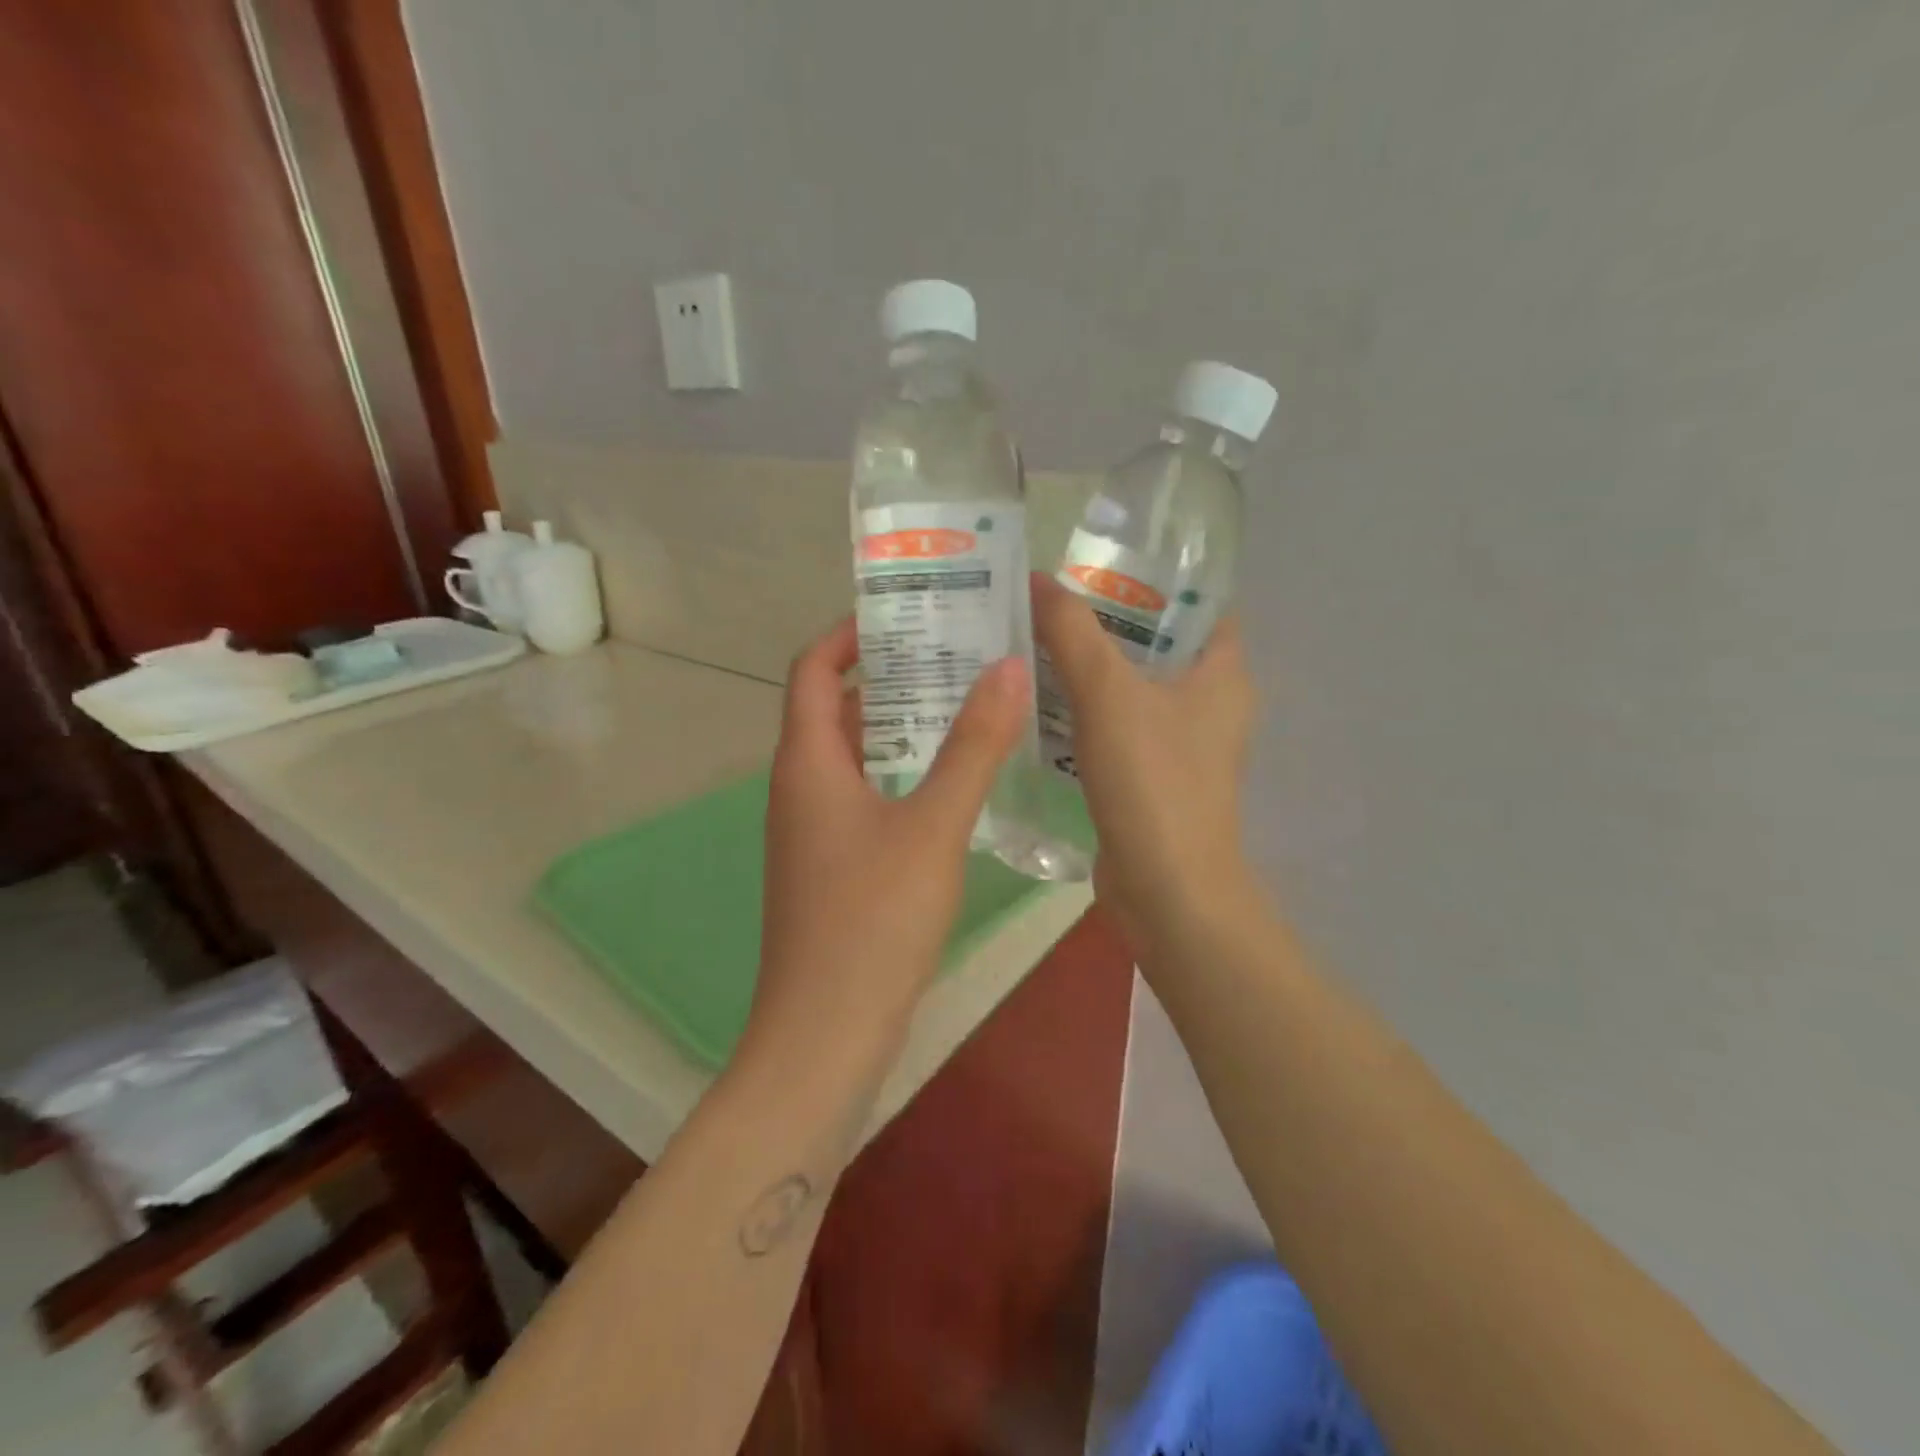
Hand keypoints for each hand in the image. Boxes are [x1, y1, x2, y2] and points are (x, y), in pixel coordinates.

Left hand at [744, 617, 1030, 1077]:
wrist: (826, 1033)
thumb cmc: (874, 920)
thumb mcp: (933, 826)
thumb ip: (973, 747)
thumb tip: (1008, 667)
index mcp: (808, 763)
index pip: (812, 669)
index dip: (849, 633)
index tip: (906, 613)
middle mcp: (800, 787)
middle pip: (834, 708)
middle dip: (888, 674)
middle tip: (955, 653)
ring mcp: (813, 831)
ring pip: (853, 756)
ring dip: (900, 726)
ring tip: (965, 705)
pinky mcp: (832, 867)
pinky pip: (864, 796)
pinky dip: (901, 774)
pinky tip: (952, 784)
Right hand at [1031, 575, 1258, 954]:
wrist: (1165, 888)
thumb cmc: (1153, 781)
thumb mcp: (1108, 694)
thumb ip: (1072, 633)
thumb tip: (1037, 578)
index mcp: (1223, 672)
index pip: (1199, 604)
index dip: (1154, 579)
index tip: (1097, 565)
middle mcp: (1210, 704)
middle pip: (1156, 644)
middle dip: (1106, 622)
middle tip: (1048, 601)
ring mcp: (1182, 745)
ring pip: (1132, 689)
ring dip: (1089, 670)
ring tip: (1033, 642)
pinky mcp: (1152, 778)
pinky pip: (1116, 728)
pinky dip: (1084, 713)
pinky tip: (1038, 703)